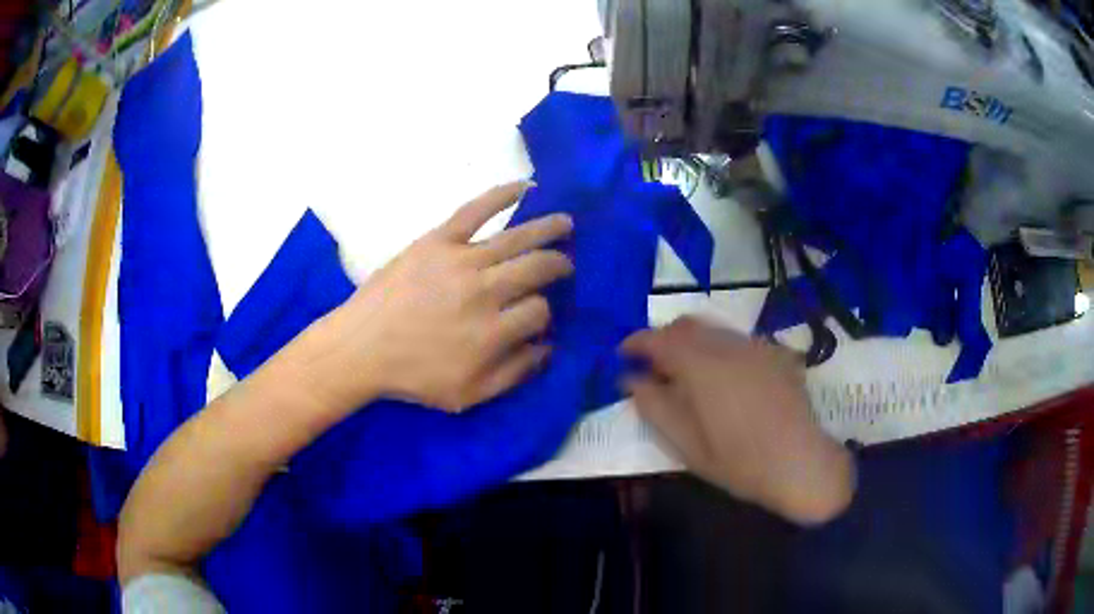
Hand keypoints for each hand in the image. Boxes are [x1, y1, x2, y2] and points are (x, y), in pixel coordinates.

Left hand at [313, 181, 572, 412]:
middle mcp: (484, 292)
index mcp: (493, 332)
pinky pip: (475, 210)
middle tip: (566, 265)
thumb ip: (514, 374)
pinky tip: (526, 187)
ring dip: (548, 228)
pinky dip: (502, 195)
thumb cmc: (413, 375)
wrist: (360, 348)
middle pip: (538, 268)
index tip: (540, 316)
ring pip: (518, 238)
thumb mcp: (468, 395)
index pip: (540, 311)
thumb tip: (548, 347)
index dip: (547, 314)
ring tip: (566, 224)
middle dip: (559, 266)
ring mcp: (461, 260)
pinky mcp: (437, 240)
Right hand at [621, 317, 854, 524]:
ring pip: (714, 329)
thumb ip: (655, 407)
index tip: (623, 356)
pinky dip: (720, 350)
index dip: (636, 342)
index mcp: (702, 365)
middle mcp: (729, 344)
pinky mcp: (776, 354)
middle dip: (665, 338)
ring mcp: (757, 346)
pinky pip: (739, 341)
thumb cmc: (739, 462)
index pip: (659, 338)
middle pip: (687, 324)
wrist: (801, 463)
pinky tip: (727, 380)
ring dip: (693, 342)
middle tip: (655, 367)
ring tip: (689, 374)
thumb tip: (631, 380)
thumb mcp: (687, 444)